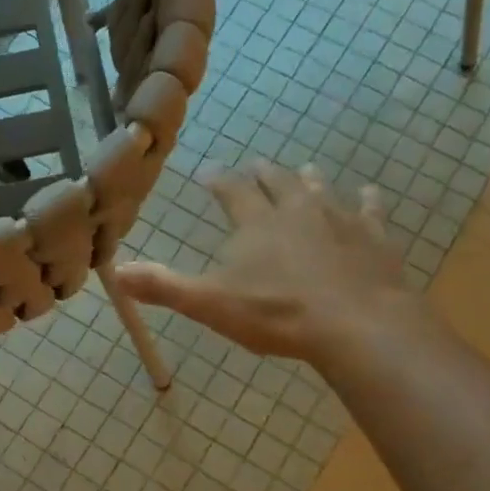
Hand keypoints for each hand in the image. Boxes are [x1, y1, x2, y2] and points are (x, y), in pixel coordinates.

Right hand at [114, 163, 424, 365]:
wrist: (354, 324)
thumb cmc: (276, 313)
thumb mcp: (209, 304)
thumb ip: (164, 287)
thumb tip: (116, 273)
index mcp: (256, 222)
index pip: (230, 190)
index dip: (217, 180)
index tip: (207, 172)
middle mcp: (297, 209)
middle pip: (276, 182)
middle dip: (262, 174)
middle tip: (254, 166)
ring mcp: (339, 219)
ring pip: (320, 189)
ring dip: (308, 180)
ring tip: (304, 171)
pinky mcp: (373, 237)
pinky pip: (369, 211)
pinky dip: (366, 201)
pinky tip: (368, 194)